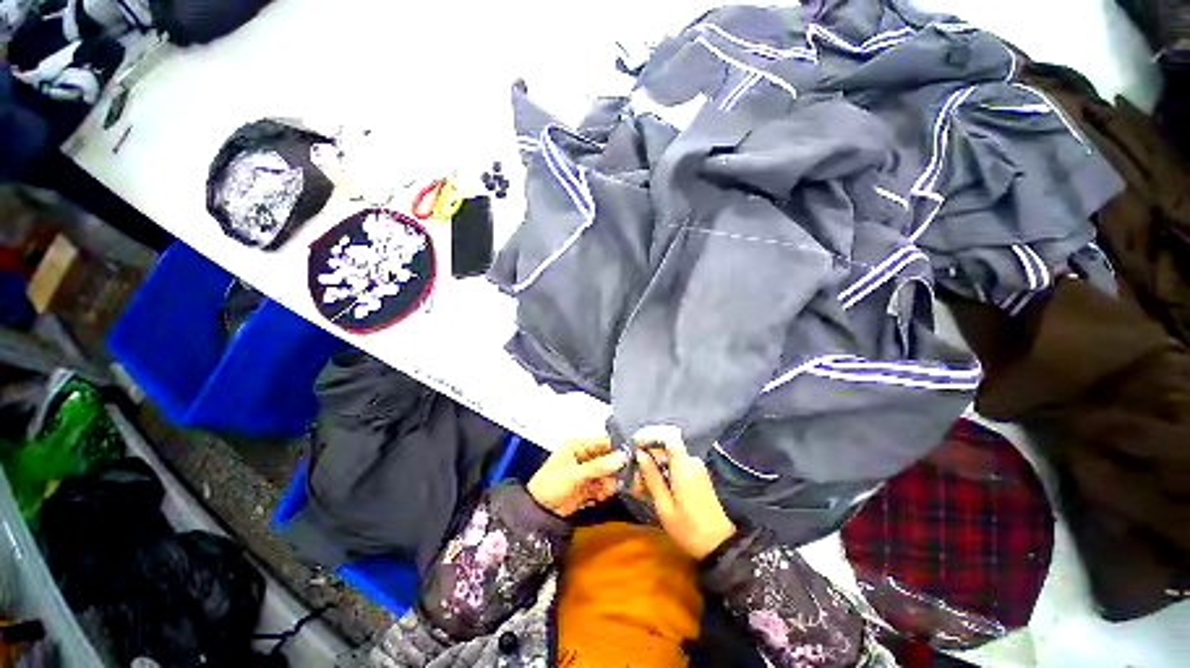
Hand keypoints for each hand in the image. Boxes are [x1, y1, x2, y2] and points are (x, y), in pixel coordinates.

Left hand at [527, 438, 627, 517]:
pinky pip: (605, 486)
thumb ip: (598, 466)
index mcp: (579, 445)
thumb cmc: (551, 485)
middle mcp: (586, 456)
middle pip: (609, 458)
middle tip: (625, 476)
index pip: (603, 442)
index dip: (618, 447)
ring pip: (609, 473)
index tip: (633, 454)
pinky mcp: (590, 487)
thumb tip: (622, 457)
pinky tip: (599, 497)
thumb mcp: (574, 474)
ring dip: (610, 482)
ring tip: (605, 490)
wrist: (539, 513)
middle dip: (615, 468)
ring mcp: (588, 472)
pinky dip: (605, 492)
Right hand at [635, 434, 736, 559]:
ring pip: (669, 458)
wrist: (719, 546)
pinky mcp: (697, 476)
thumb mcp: (664, 506)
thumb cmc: (689, 528)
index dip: (651, 436)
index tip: (635, 446)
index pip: (669, 436)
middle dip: (647, 459)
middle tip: (633, 479)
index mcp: (684, 466)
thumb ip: (652, 477)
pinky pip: (676, 467)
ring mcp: (696, 469)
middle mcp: (691, 462)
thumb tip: (640, 454)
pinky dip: (663, 474)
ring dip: (653, 469)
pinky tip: (653, 490)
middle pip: (665, 448)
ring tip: (640, 488)